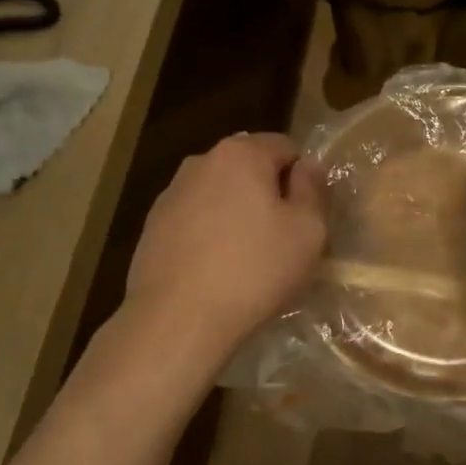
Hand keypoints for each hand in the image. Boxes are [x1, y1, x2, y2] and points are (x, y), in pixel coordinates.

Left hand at [123, 132, 326, 364]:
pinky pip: (194, 220)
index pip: (285, 146)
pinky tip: (214, 270)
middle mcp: (200, 161)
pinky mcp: (152, 226)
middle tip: (281, 238)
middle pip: (248, 168)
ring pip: (219, 194)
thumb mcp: (307, 231)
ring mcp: (170, 193)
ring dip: (236, 214)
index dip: (302, 178)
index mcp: (241, 153)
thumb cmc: (254, 270)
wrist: (178, 318)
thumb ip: (313, 190)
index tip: (306, 216)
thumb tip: (307, 166)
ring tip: (245, 258)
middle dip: (267, 193)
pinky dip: (209, 235)